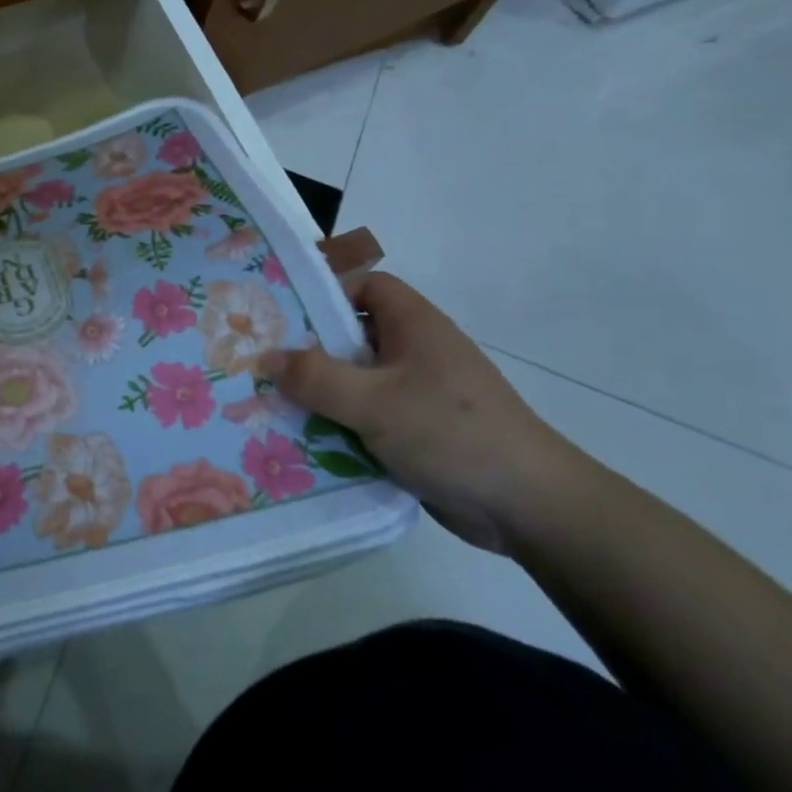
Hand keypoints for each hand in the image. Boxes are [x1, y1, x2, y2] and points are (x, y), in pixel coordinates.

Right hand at [260, 272, 584, 553]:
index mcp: (414, 325)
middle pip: (354, 335)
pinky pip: (367, 416)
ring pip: (357, 380)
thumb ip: (317, 378)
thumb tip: (266, 357)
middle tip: (263, 362)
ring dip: (321, 393)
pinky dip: (340, 424)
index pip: (366, 286)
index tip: (285, 315)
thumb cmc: (450, 433)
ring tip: (273, 403)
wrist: (527, 505)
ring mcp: (418, 393)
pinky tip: (306, 440)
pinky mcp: (418, 431)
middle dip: (310, 349)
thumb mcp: (374, 401)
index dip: (327, 293)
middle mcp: (416, 352)